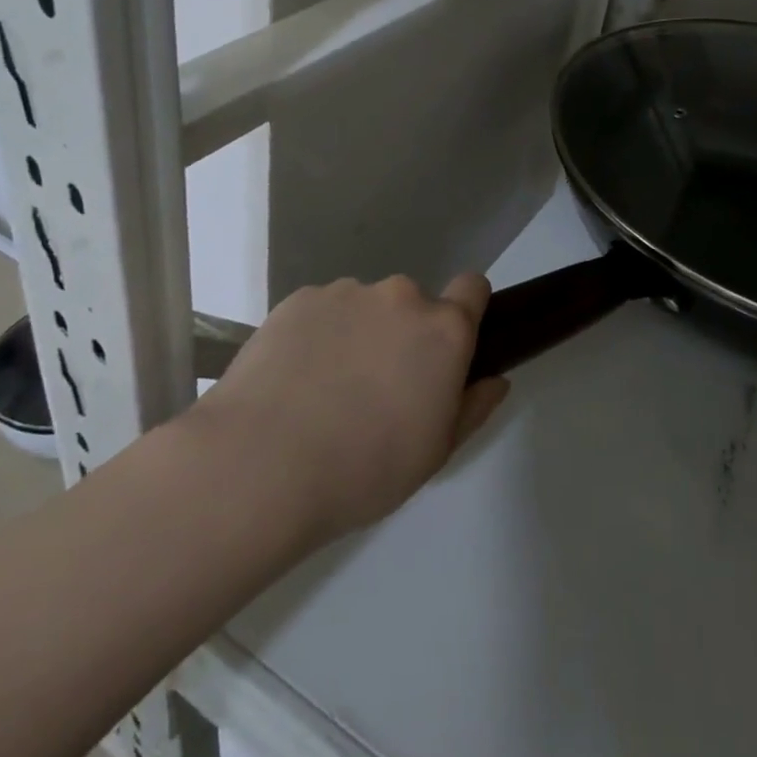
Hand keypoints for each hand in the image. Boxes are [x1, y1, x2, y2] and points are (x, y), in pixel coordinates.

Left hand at [189, 274, 508, 544]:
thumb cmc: (364, 469)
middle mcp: (401, 296)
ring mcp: (347, 292)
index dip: (465, 310)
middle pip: (413, 303)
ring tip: (324, 389)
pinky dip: (317, 335)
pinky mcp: (299, 299)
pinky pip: (322, 310)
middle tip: (376, 388)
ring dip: (358, 332)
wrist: (261, 463)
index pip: (473, 287)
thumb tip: (494, 379)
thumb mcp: (435, 453)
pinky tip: (292, 380)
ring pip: (364, 306)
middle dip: (403, 334)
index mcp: (443, 330)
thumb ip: (473, 407)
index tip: (446, 348)